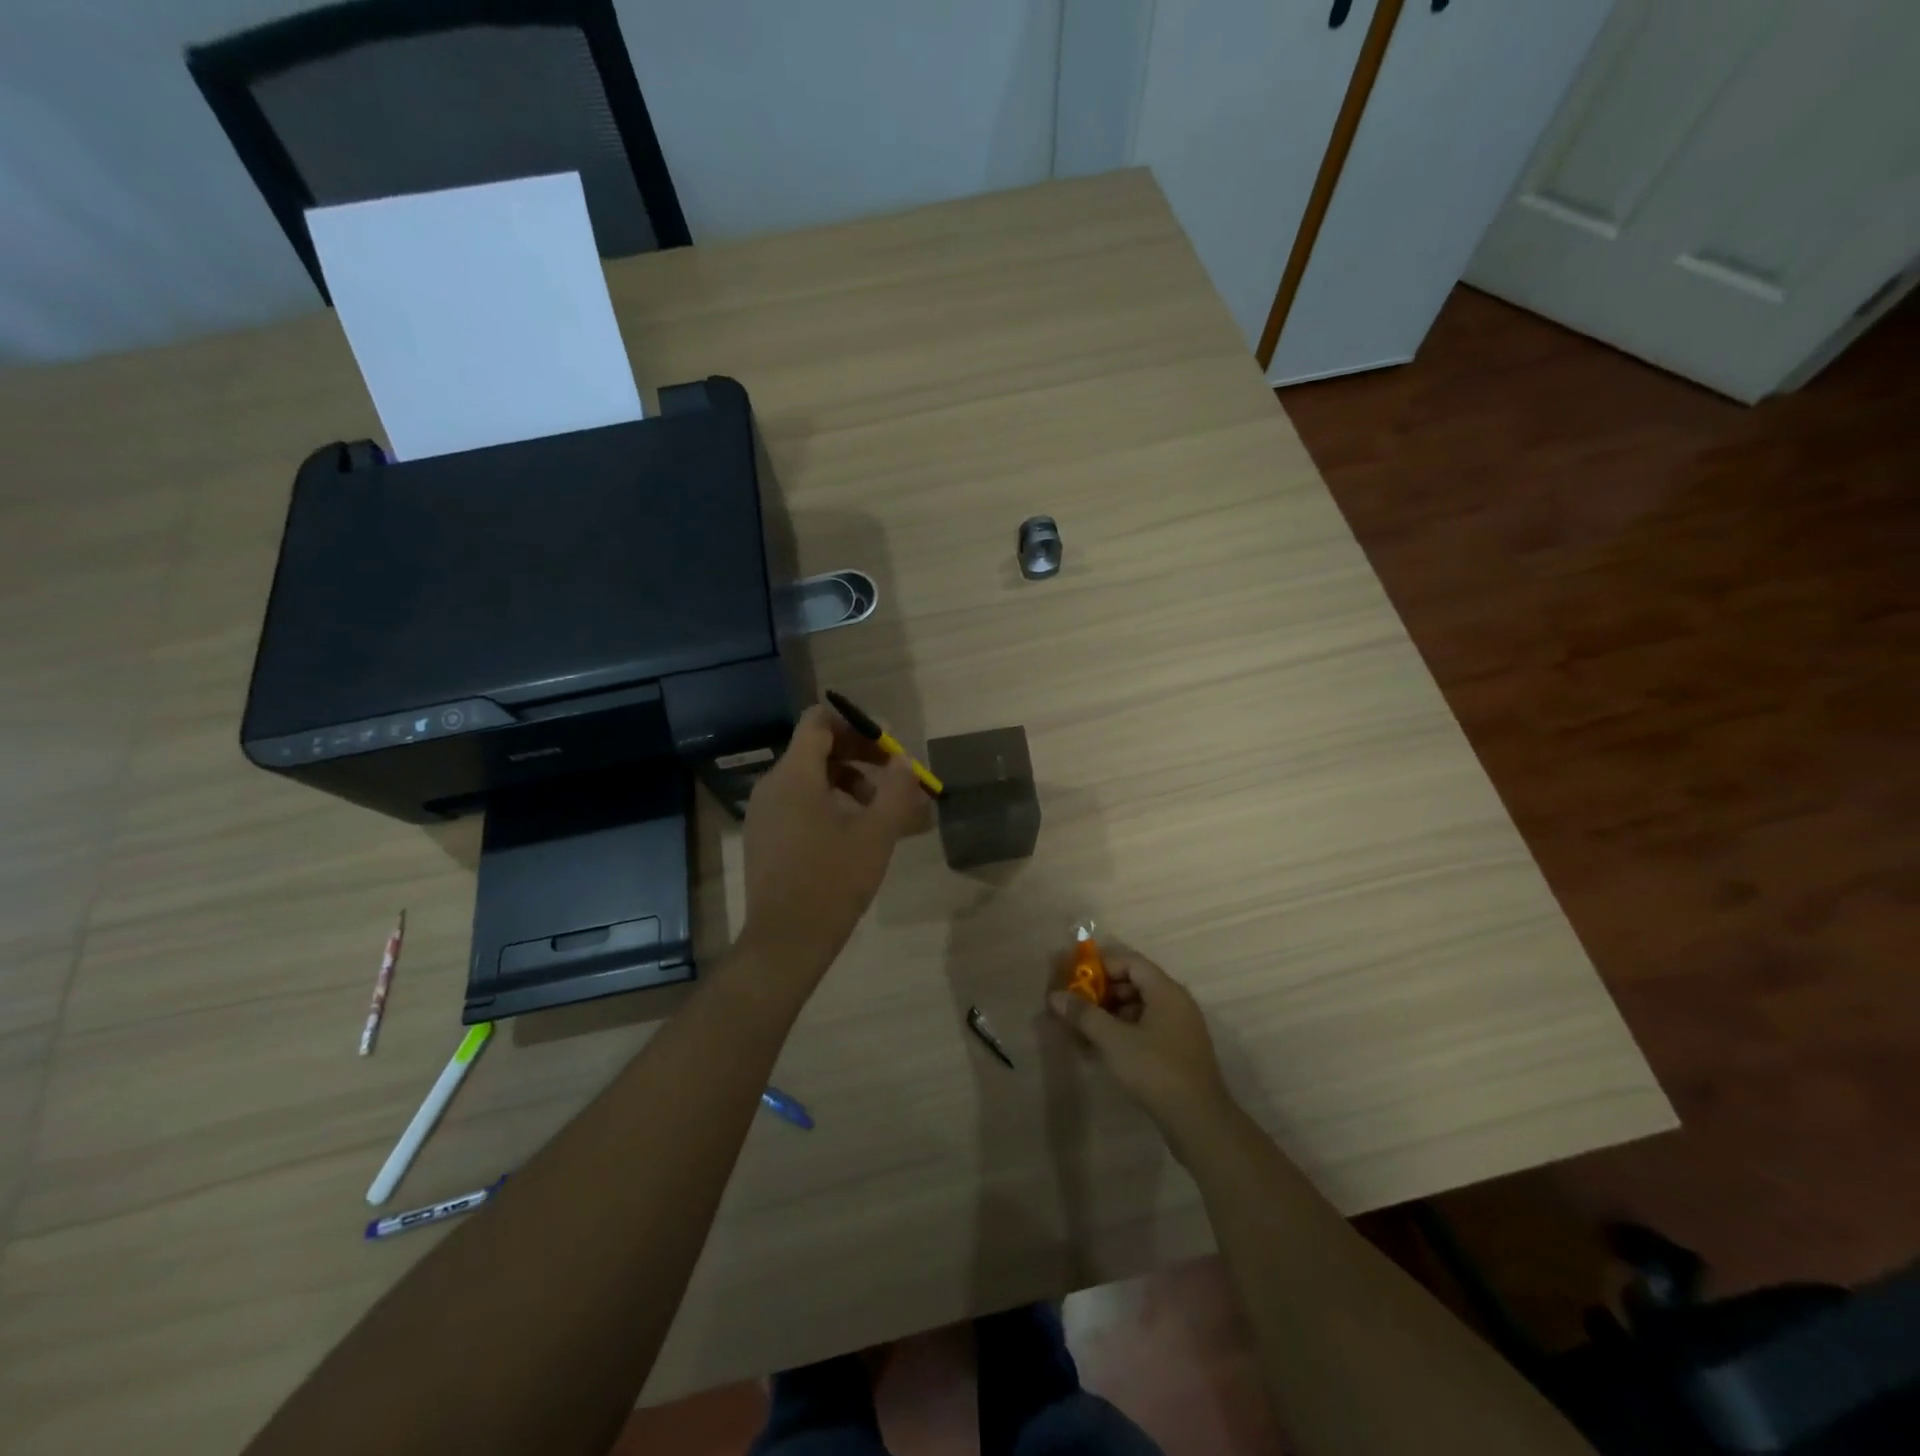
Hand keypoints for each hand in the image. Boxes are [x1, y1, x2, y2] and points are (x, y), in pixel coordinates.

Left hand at [738, 704, 923, 984]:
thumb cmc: (832, 882)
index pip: (818, 721)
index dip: (855, 724)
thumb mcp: (876, 835)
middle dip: (858, 755)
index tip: (887, 746)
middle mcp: (772, 785)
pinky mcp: (764, 836)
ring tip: (881, 809)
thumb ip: (896, 791)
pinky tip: (854, 832)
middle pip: (816, 748)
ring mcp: (764, 812)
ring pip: (809, 777)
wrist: (785, 942)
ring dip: (848, 781)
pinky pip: (798, 802)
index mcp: (794, 775)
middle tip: (894, 777)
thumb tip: (905, 762)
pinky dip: (828, 802)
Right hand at [1048, 950, 1232, 1133]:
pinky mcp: (1178, 1051)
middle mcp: (1176, 1003)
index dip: (1100, 965)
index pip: (1130, 961)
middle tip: (1075, 1004)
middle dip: (1102, 991)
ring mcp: (1179, 1028)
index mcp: (1166, 991)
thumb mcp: (1114, 1041)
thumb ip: (1084, 1015)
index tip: (1075, 977)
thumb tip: (1055, 996)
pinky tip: (1102, 1048)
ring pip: (1139, 1007)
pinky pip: (1146, 1028)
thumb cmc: (1156, 1071)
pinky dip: (1123, 1031)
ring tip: (1083, 1028)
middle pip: (1134, 983)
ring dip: (1110, 1013)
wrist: (1199, 1123)